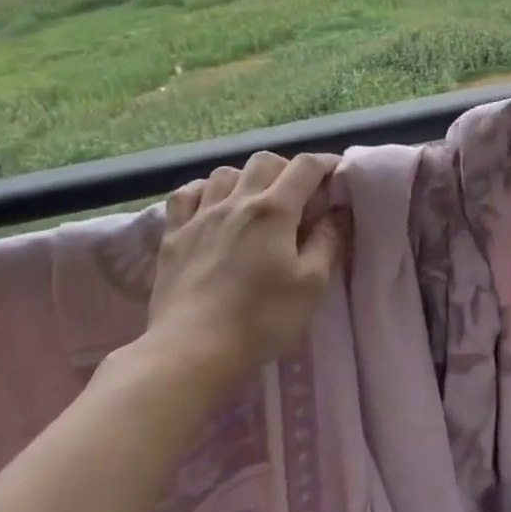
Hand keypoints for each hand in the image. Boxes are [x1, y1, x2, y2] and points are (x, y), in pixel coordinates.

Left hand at [132, 151, 347, 399]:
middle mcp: (237, 201)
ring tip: (257, 201)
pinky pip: (188, 194)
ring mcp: (200, 216)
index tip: (337, 174)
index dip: (325, 163)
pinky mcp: (173, 235)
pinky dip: (206, 191)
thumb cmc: (262, 319)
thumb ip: (328, 241)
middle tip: (300, 195)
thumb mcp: (312, 284)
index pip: (305, 166)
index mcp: (275, 210)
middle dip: (287, 169)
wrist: (191, 350)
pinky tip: (213, 206)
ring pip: (225, 173)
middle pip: (265, 161)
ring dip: (247, 178)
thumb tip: (337, 212)